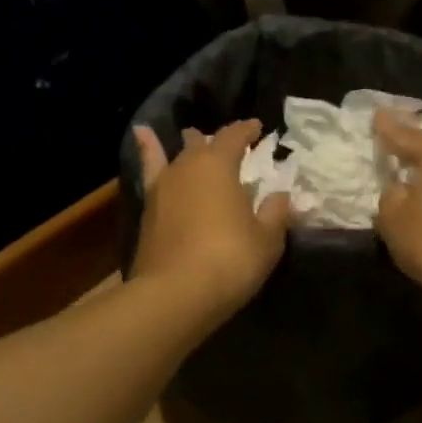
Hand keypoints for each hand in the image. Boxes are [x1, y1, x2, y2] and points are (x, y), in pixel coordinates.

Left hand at [132, 119, 290, 323]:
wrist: (175, 294)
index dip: (247, 130)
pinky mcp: (147, 211)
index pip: (234, 136)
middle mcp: (187, 167)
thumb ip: (275, 213)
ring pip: (176, 157)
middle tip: (230, 144)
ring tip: (189, 134)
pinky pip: (150, 172)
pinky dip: (147, 152)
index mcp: (218, 165)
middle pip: (202, 144)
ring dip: (187, 147)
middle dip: (217, 142)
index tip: (258, 128)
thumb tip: (281, 196)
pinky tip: (140, 136)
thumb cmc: (230, 260)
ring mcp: (162, 188)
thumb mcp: (266, 239)